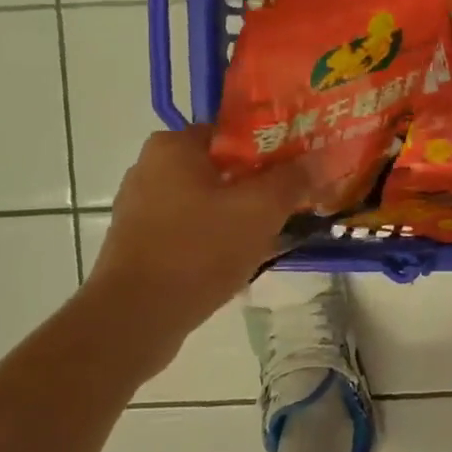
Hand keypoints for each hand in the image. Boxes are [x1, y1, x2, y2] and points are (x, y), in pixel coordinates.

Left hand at [85, 126, 311, 346]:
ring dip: (238, 215)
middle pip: (220, 168)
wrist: (135, 319)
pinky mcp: (139, 243)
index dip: (272, 147)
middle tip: (291, 203)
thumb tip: (317, 159)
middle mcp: (150, 168)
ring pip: (207, 201)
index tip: (299, 168)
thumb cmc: (199, 249)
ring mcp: (141, 208)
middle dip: (257, 185)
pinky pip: (190, 230)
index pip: (233, 132)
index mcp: (173, 146)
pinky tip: (239, 260)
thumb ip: (292, 179)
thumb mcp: (260, 210)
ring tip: (273, 235)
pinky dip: (214, 238)